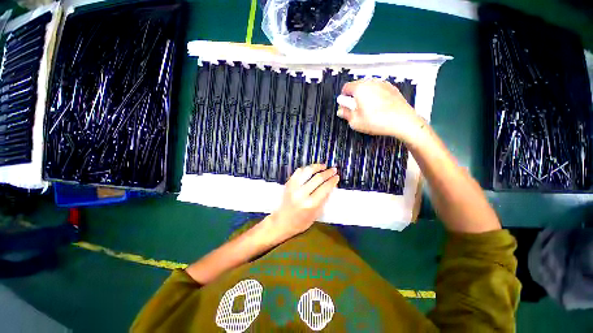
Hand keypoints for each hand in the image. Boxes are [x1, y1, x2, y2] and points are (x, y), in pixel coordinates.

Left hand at [269, 164, 338, 241]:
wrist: (281, 221)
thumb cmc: (300, 222)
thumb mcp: (316, 214)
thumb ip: (324, 200)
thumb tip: (331, 186)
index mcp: (310, 204)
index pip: (325, 188)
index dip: (332, 181)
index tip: (337, 177)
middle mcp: (302, 194)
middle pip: (318, 178)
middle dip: (327, 172)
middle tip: (333, 169)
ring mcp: (294, 187)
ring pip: (307, 171)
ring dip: (317, 167)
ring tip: (323, 166)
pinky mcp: (288, 184)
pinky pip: (298, 172)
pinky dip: (306, 169)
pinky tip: (311, 169)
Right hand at [338, 79, 425, 141]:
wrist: (402, 121)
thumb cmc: (377, 121)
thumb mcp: (355, 121)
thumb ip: (345, 114)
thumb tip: (341, 110)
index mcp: (360, 88)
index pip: (346, 88)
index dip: (343, 98)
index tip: (345, 106)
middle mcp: (371, 82)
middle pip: (357, 86)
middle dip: (354, 97)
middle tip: (356, 110)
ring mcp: (383, 84)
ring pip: (368, 87)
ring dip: (364, 96)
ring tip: (368, 110)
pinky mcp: (392, 88)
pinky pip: (378, 89)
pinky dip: (375, 96)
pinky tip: (378, 108)